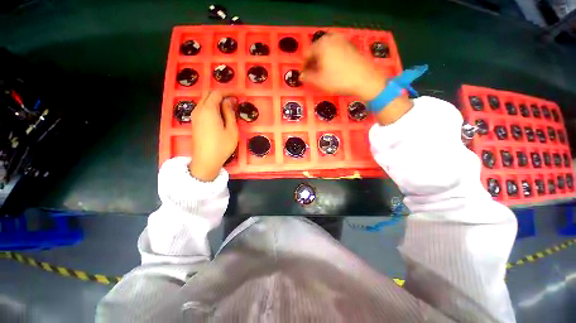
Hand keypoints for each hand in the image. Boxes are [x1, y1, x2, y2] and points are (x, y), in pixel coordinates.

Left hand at [188, 91, 238, 181]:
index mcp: (208, 110)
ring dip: (216, 100)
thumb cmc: (222, 146)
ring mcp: (195, 115)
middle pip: (209, 94)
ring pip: (205, 100)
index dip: (229, 92)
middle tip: (234, 100)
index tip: (239, 94)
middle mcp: (199, 109)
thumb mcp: (231, 129)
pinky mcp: (195, 121)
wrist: (206, 160)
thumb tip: (230, 101)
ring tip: (229, 107)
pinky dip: (212, 106)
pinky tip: (220, 113)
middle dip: (222, 94)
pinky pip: (203, 108)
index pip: (217, 93)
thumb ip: (229, 112)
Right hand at [302, 33, 411, 124]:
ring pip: (326, 52)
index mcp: (321, 44)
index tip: (304, 76)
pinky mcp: (350, 46)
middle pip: (316, 51)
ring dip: (322, 62)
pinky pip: (335, 52)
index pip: (306, 55)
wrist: (365, 79)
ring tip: (323, 75)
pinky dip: (331, 60)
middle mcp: (331, 38)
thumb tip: (301, 76)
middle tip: (313, 76)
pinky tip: (333, 70)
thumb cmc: (339, 80)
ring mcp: (342, 41)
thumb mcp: (319, 81)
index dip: (304, 67)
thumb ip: (307, 77)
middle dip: (313, 64)